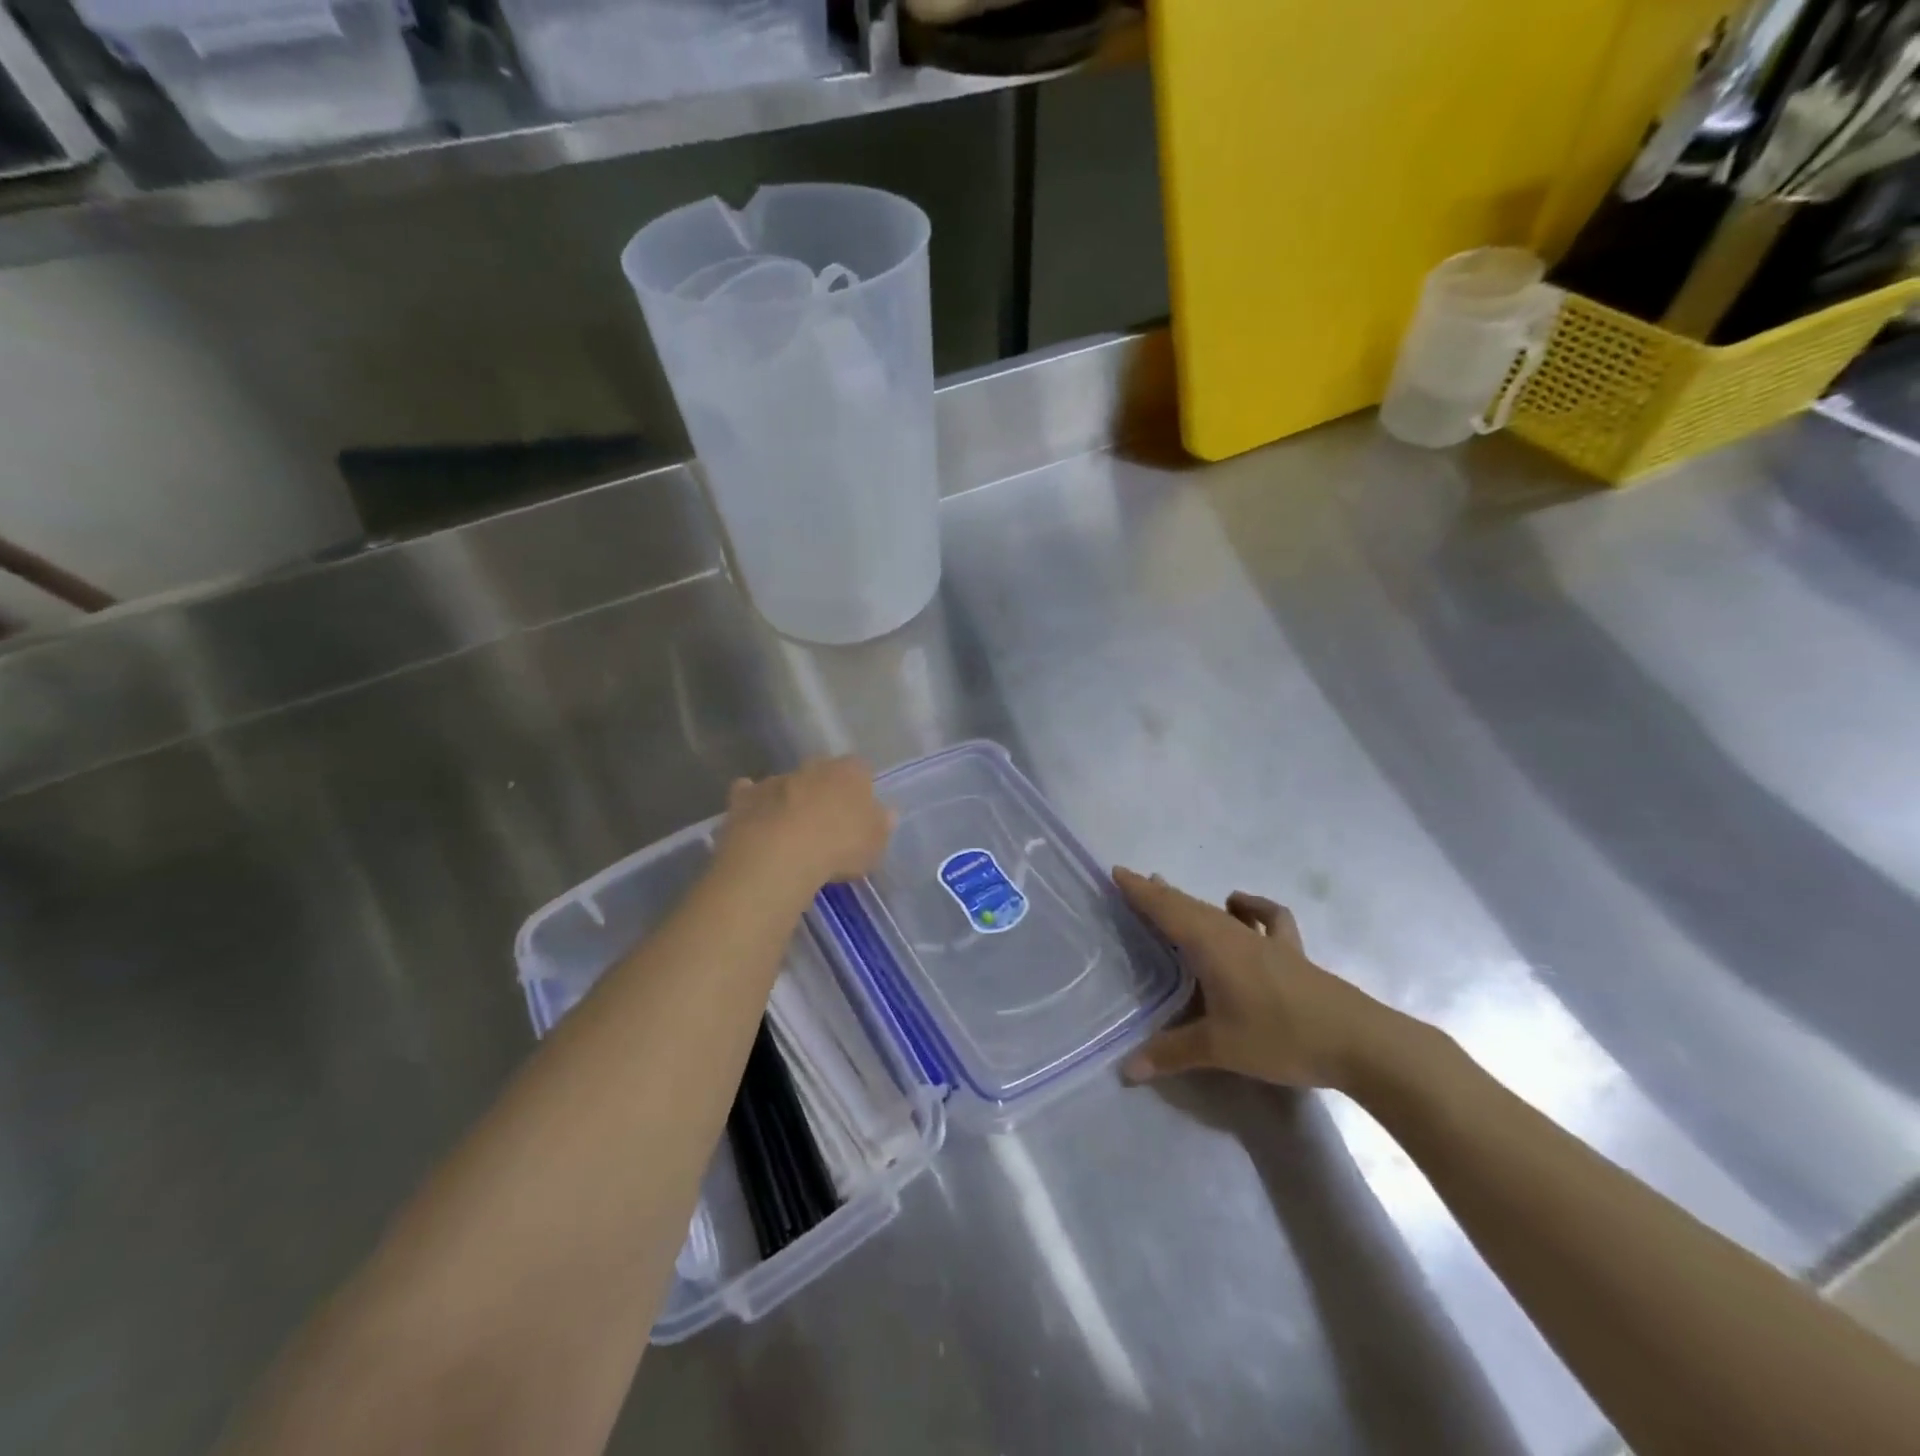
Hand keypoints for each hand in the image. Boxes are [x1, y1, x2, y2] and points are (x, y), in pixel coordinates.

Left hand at [719, 757, 893, 888]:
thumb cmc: (838, 847)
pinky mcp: (745, 797)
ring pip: (788, 783)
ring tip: (791, 829)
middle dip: (824, 790)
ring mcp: (777, 779)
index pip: (861, 769)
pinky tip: (755, 817)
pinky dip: (752, 801)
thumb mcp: (874, 844)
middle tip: (826, 820)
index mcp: (850, 773)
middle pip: (822, 772)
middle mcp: (814, 768)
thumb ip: (881, 825)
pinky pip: (749, 793)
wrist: (779, 855)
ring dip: (790, 798)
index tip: (859, 810)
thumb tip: (887, 813)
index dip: (860, 788)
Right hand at [1113, 868, 1404, 1090]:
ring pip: (1219, 912)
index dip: (1140, 891)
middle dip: (1160, 894)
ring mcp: (1265, 941)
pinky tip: (1241, 908)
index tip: (1117, 871)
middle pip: (1189, 905)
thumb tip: (1125, 1070)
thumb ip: (1171, 1054)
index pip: (1166, 910)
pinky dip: (1250, 907)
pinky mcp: (1291, 953)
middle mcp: (1233, 934)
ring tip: (1173, 894)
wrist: (1359, 1041)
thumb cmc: (1280, 1036)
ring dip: (1192, 901)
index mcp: (1210, 946)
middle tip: (1135, 883)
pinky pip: (1265, 919)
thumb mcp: (1219, 1048)